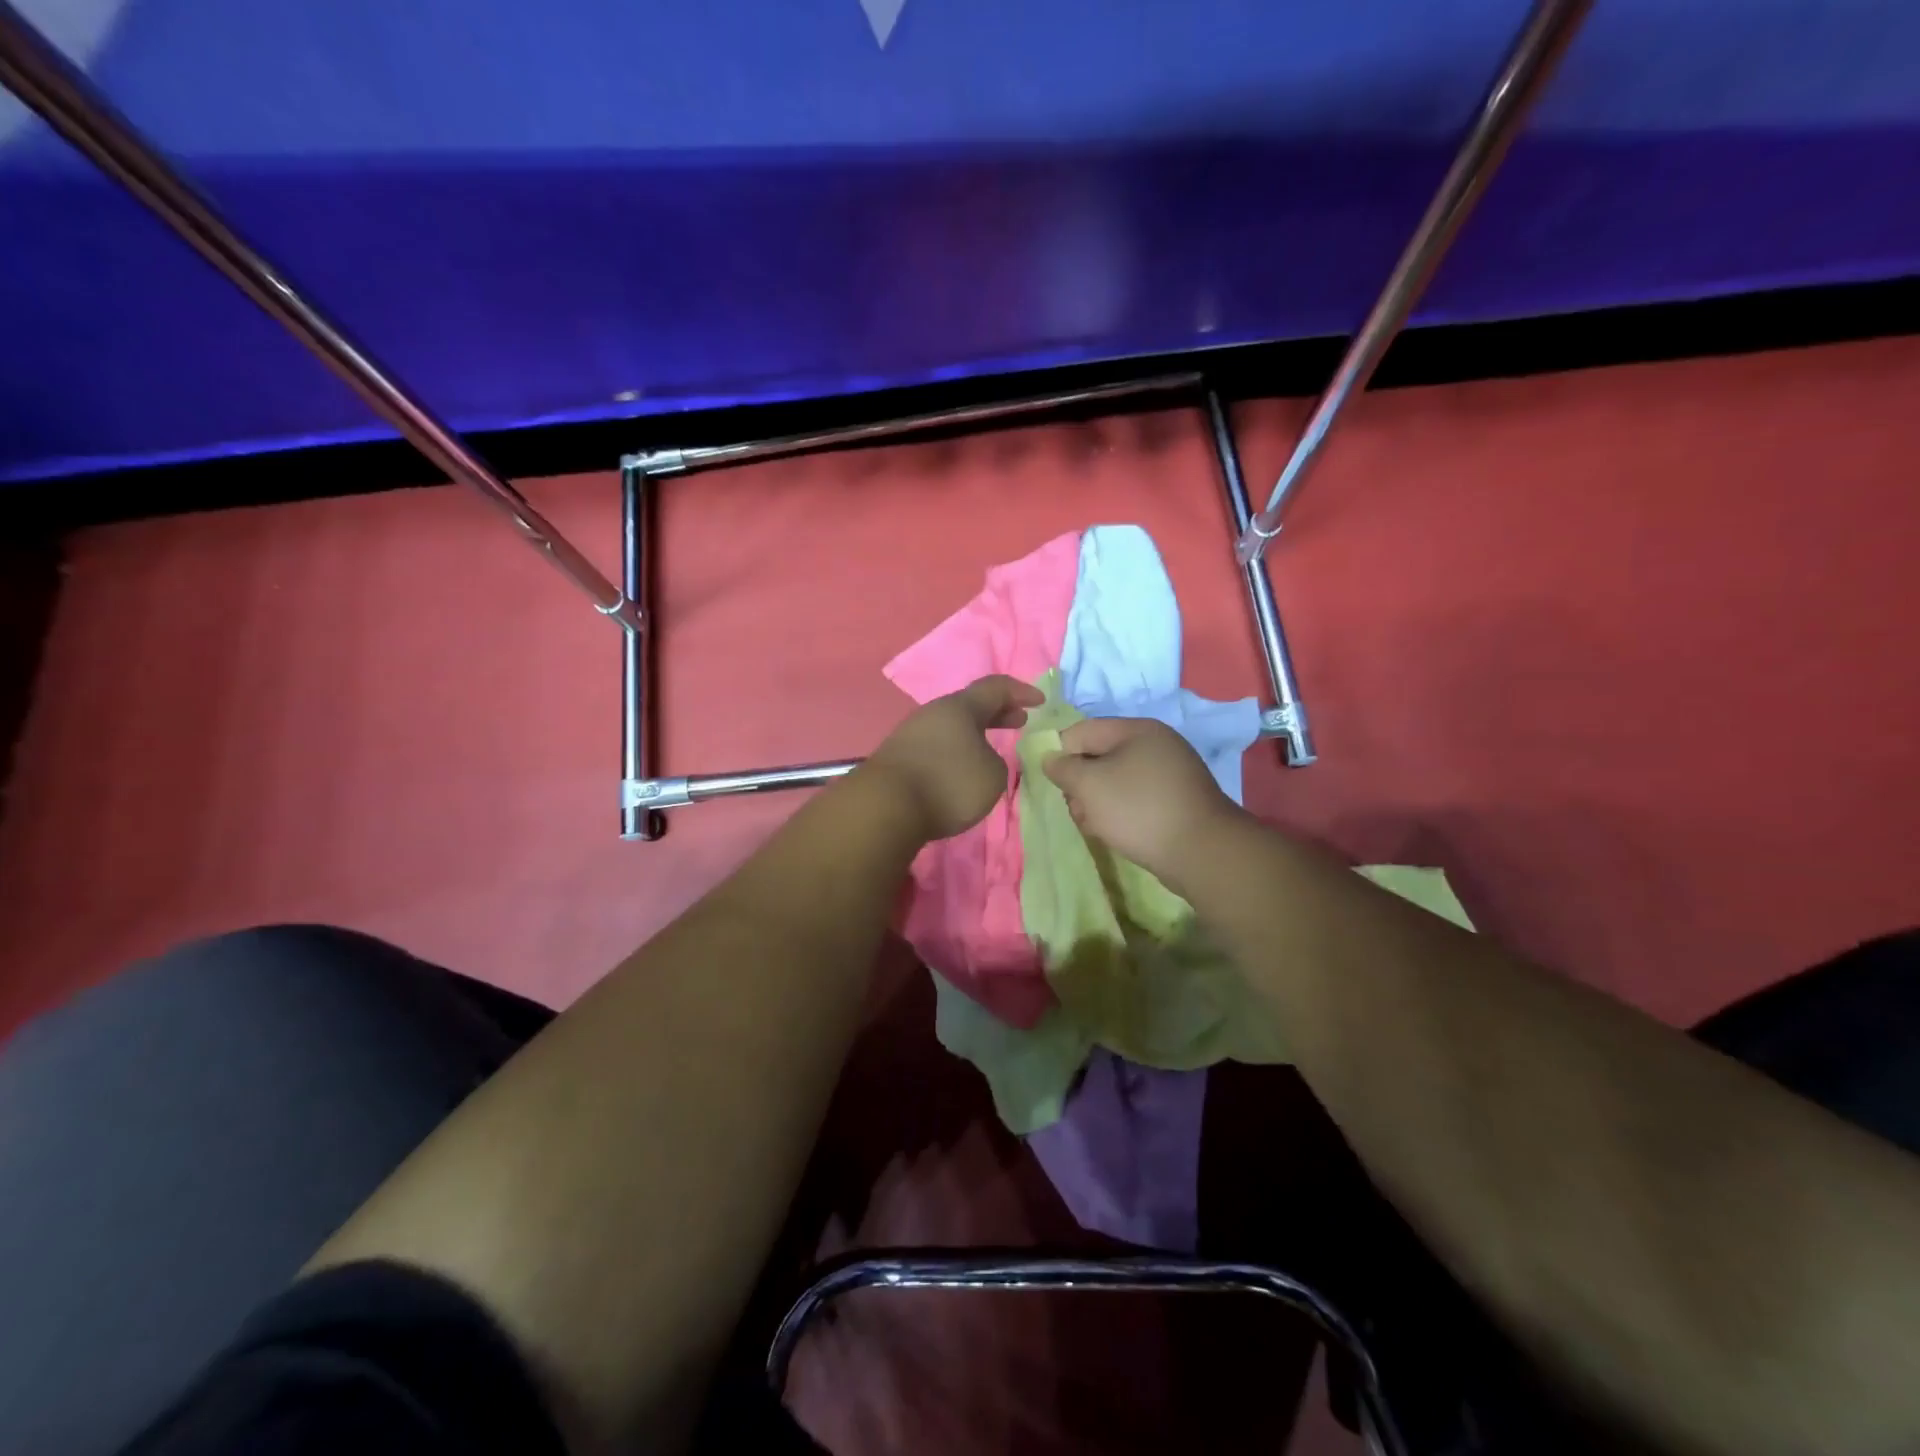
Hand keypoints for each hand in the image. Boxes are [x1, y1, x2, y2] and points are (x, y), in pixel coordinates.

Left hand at [865, 675, 1044, 841]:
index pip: (995, 687)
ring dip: (974, 734)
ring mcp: (911, 733)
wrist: (885, 806)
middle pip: (970, 705)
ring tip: (991, 749)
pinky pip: (936, 746)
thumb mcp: (993, 775)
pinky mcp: (898, 757)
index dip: (1020, 691)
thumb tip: (979, 759)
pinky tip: (960, 769)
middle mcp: (934, 713)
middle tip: (1018, 721)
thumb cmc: (948, 783)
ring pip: (951, 726)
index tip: (1040, 701)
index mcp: (960, 707)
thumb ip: (995, 761)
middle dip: (997, 712)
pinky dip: (956, 751)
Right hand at [1042, 717, 1240, 882]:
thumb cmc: (1138, 809)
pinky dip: (1121, 813)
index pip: (1082, 731)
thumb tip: (1051, 759)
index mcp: (1136, 730)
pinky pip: (1135, 799)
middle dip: (1081, 784)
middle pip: (1098, 756)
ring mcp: (1169, 774)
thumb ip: (1063, 768)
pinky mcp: (1175, 801)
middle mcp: (1155, 745)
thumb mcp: (1089, 785)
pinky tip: (1117, 833)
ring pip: (1115, 781)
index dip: (1061, 754)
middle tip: (1080, 810)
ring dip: (1097, 802)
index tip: (1055, 784)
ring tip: (1098, 827)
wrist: (1201, 852)